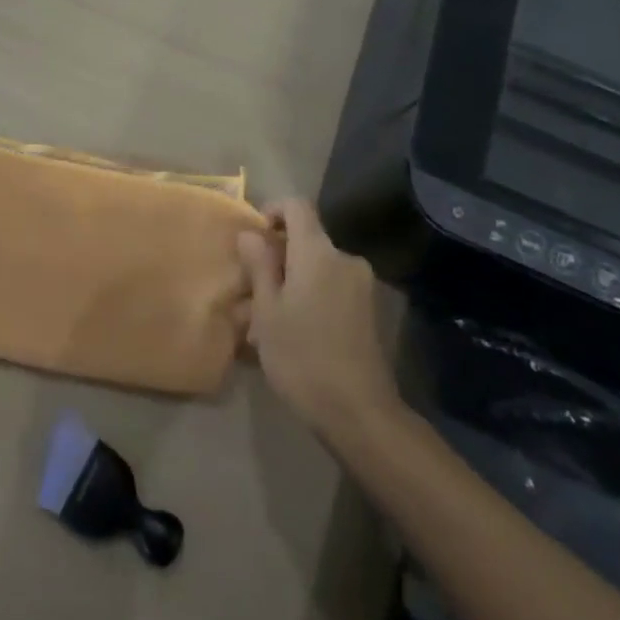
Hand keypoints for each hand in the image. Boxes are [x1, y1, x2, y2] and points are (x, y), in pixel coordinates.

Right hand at [237, 199, 397, 437]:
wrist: (360, 413)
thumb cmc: (303, 357)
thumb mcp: (267, 311)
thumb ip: (259, 265)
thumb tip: (250, 233)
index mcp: (318, 252)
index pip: (297, 206)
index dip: (273, 210)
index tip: (254, 238)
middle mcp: (345, 259)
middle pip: (307, 239)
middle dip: (278, 255)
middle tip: (252, 288)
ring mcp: (362, 285)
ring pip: (318, 267)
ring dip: (293, 280)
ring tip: (268, 318)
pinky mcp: (369, 310)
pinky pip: (332, 287)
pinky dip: (311, 296)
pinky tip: (295, 331)